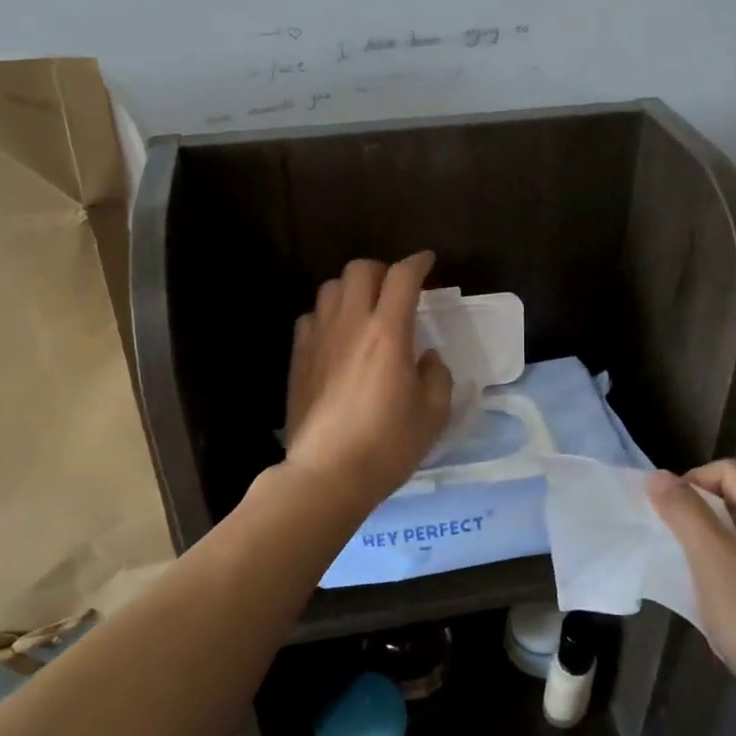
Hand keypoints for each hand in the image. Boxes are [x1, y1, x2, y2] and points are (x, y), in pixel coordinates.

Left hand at [284, 253, 454, 511]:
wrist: (327, 474)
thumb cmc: (387, 445)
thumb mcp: (433, 414)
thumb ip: (436, 376)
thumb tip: (426, 357)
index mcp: (388, 332)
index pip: (402, 277)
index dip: (418, 262)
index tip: (427, 262)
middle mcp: (351, 323)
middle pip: (360, 269)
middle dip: (382, 270)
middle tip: (395, 291)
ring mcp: (318, 338)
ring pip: (330, 288)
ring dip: (351, 290)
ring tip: (364, 310)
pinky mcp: (298, 357)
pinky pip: (310, 317)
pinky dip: (326, 316)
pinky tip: (335, 337)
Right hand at [648, 460, 735, 735]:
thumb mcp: (713, 564)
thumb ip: (684, 514)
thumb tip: (657, 475)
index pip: (726, 470)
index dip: (691, 484)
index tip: (668, 519)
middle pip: (733, 495)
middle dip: (697, 513)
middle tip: (673, 546)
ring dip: (708, 540)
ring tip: (689, 570)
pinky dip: (724, 561)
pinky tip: (713, 593)